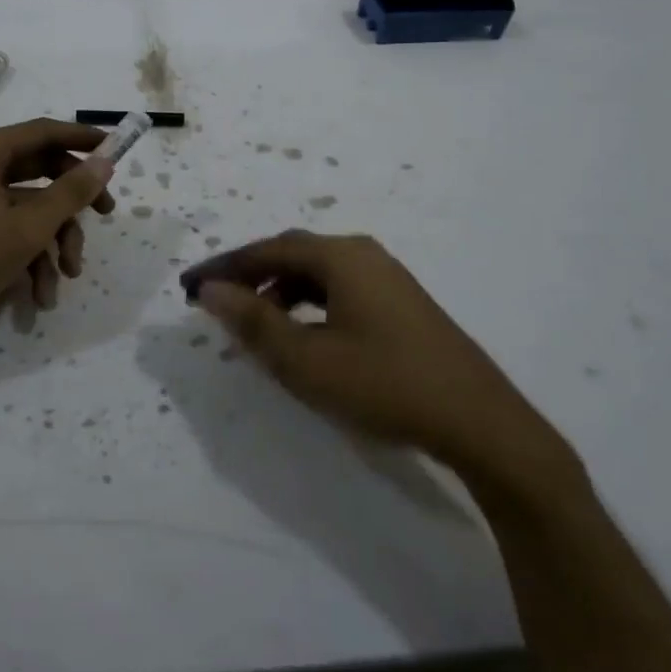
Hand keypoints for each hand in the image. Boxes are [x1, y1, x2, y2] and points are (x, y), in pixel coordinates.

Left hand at [0, 119, 115, 372]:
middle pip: (40, 171)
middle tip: (105, 214)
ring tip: (65, 278)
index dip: (81, 138)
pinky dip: (30, 259)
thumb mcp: (28, 228)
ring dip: (53, 243)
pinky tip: (39, 296)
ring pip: (30, 208)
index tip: (116, 147)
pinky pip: (10, 231)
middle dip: (72, 202)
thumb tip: (105, 161)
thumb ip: (71, 192)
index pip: (43, 132)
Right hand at [182, 231, 581, 499]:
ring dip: (279, 291)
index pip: (267, 250)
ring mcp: (387, 278)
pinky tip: (302, 333)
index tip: (190, 287)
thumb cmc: (385, 385)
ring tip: (253, 321)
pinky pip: (339, 290)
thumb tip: (210, 290)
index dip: (225, 267)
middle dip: (250, 276)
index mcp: (341, 257)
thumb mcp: (307, 360)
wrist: (480, 421)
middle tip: (216, 301)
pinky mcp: (401, 303)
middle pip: (292, 254)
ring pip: (317, 273)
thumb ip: (254, 322)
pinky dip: (308, 304)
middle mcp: (364, 255)